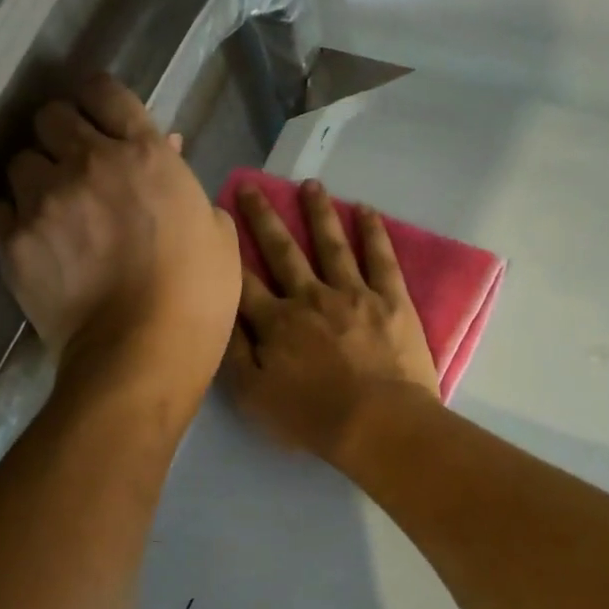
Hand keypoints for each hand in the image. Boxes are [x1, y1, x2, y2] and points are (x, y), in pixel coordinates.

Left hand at [0, 74, 238, 405]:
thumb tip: (167, 155)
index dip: (98, 101)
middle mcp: (88, 163)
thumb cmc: (198, 298)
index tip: (99, 120)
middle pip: (50, 117)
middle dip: (60, 135)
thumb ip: (187, 187)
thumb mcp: (217, 235)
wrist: (142, 355)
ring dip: (36, 180)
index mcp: (145, 155)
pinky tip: (31, 241)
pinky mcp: (13, 241)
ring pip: (20, 162)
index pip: (104, 92)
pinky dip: (12, 219)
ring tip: (51, 212)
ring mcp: (45, 200)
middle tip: (74, 167)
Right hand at [223, 179, 439, 462]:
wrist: (379, 424)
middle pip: (282, 250)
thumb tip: (219, 316)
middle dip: (264, 218)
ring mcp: (353, 293)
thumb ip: (233, 354)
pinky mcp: (391, 300)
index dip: (228, 251)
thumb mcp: (254, 397)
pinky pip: (381, 258)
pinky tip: (366, 210)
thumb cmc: (312, 417)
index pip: (244, 280)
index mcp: (276, 321)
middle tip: (251, 186)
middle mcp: (310, 296)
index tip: (217, 224)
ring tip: (310, 184)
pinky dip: (373, 232)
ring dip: (318, 212)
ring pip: (331, 244)